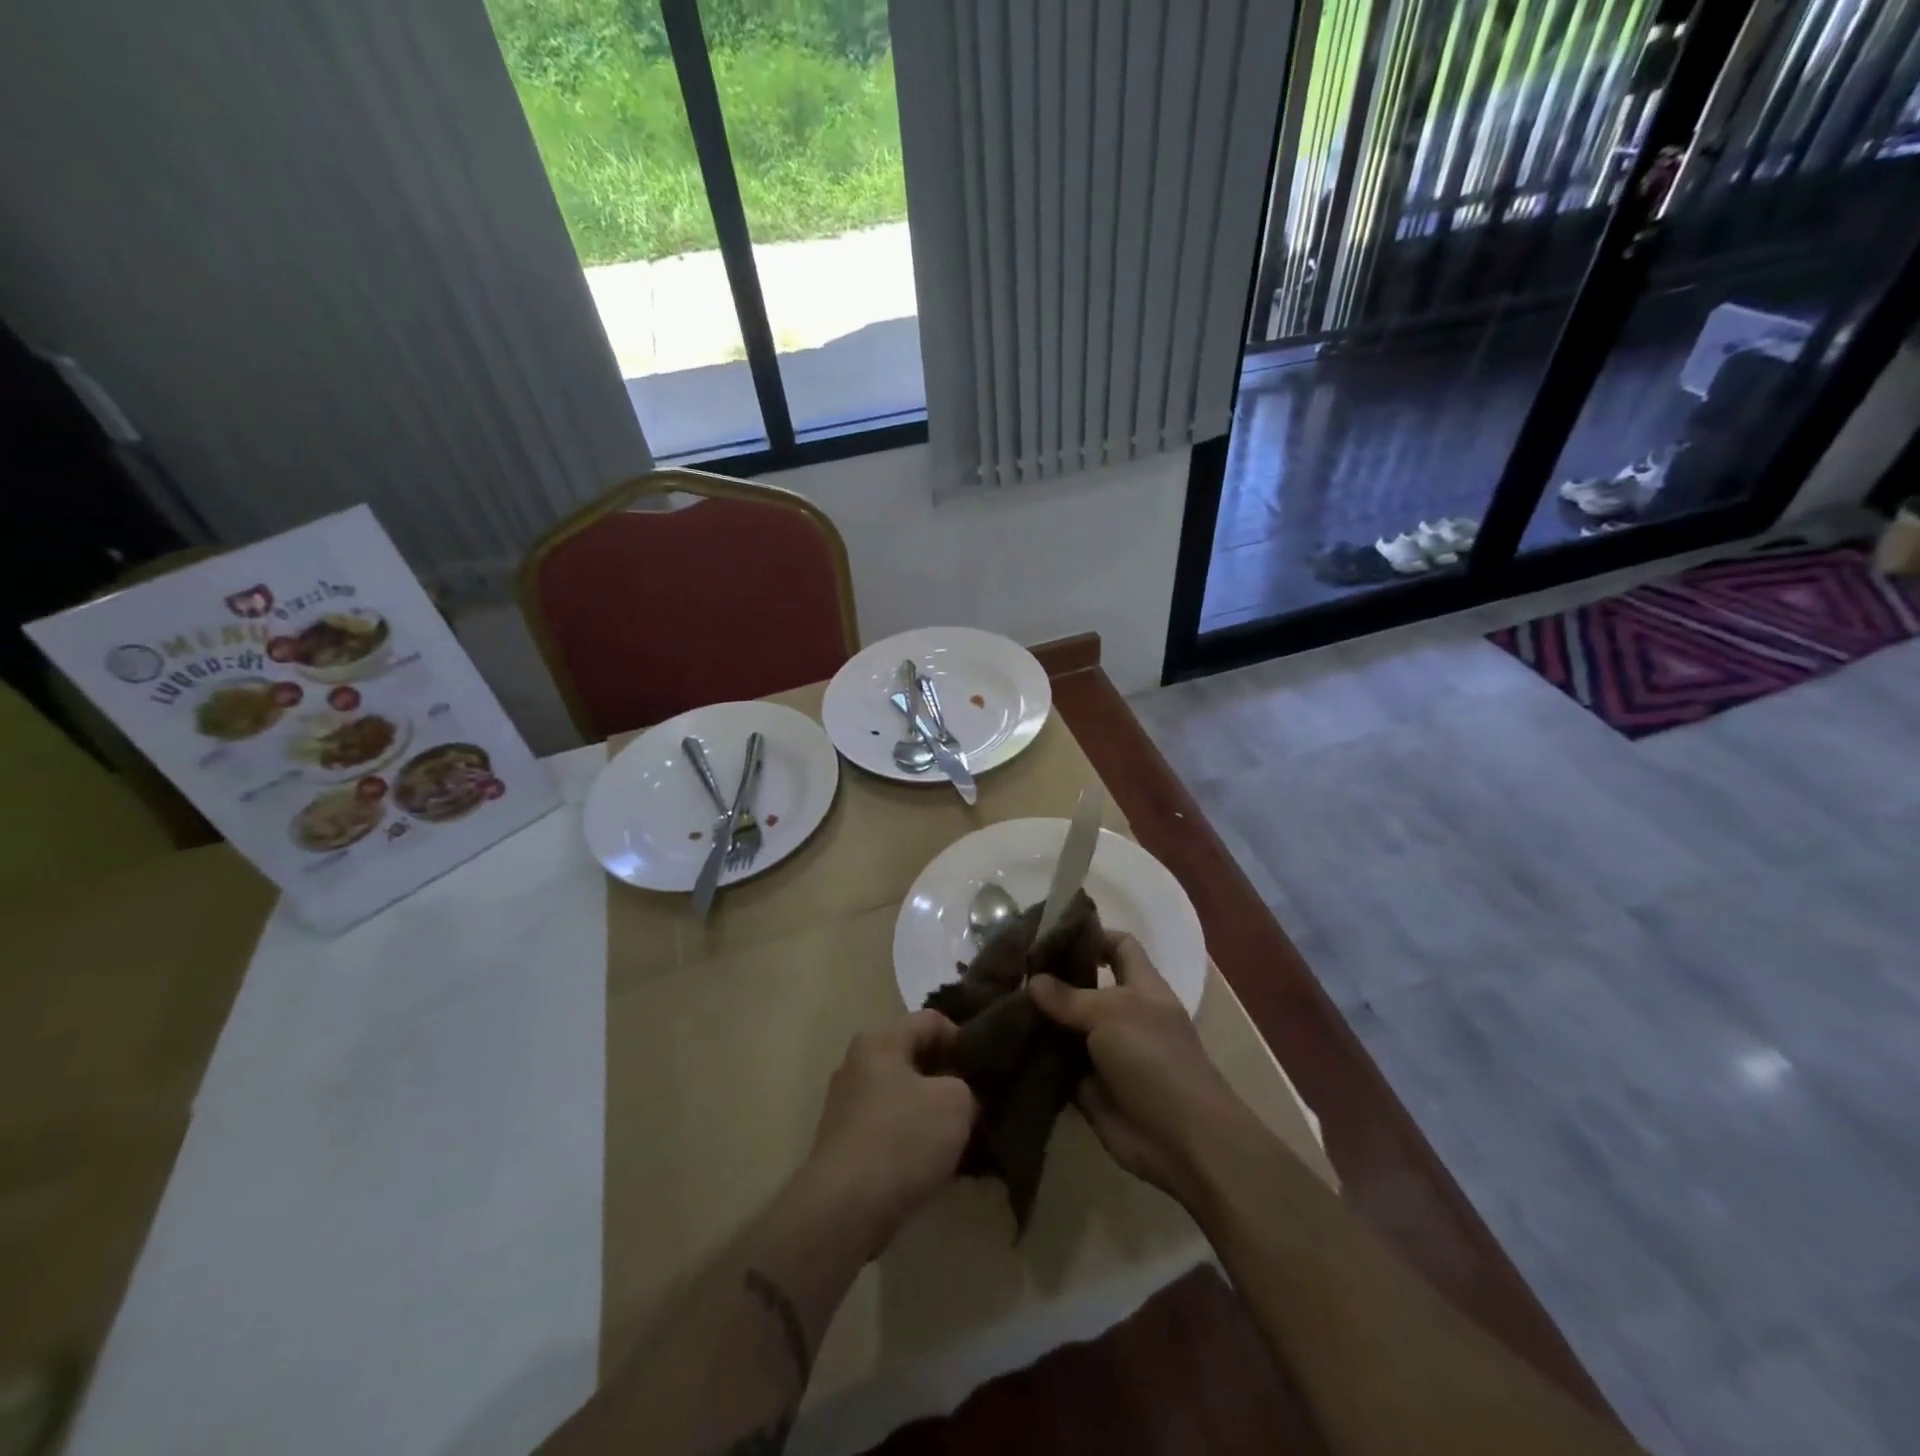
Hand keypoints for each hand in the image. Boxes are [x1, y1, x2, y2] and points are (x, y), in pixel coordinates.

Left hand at [796, 1011, 977, 1257]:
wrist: (845, 1208)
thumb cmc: (903, 1138)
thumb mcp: (956, 1102)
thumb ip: (966, 1085)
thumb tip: (960, 1094)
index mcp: (879, 1042)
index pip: (930, 1020)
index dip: (962, 1038)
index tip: (983, 1068)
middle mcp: (856, 1064)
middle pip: (913, 1058)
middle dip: (945, 1077)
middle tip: (976, 1100)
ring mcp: (846, 1105)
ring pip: (901, 1096)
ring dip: (929, 1111)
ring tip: (959, 1136)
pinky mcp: (843, 1144)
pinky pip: (888, 1128)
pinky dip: (910, 1138)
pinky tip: (932, 1162)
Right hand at [1028, 935, 1249, 1201]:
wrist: (1180, 1138)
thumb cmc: (1153, 1057)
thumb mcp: (1110, 1013)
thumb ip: (1069, 996)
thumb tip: (1033, 980)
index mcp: (1141, 987)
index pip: (1118, 945)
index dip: (1090, 935)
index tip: (1049, 932)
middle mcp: (1123, 1015)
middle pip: (1085, 986)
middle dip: (1052, 978)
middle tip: (1010, 969)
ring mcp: (1106, 1052)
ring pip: (1067, 1026)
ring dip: (1039, 1019)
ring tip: (996, 1001)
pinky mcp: (1090, 1087)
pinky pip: (1058, 1065)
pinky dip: (1037, 1058)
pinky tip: (1003, 1043)